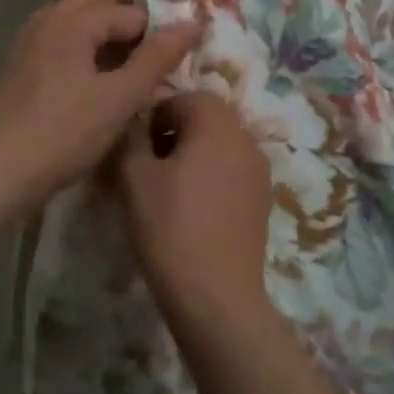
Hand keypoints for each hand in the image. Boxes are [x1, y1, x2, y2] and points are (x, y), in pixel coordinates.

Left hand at [0, 0, 199, 205]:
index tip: (170, 63)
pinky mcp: (18, 65)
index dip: (154, 34)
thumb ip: (156, 59)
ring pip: (74, 19)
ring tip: (123, 71)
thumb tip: (190, 24)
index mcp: (72, 21)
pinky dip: (80, 48)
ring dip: (101, 33)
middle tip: (148, 58)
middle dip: (125, 20)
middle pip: (95, 1)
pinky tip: (90, 83)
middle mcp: (47, 19)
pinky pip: (58, 40)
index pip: (127, 12)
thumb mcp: (119, 99)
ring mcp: (28, 41)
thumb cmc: (63, 133)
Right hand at [115, 91, 273, 332]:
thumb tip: (134, 119)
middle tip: (144, 170)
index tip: (133, 151)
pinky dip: (208, 180)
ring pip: (216, 147)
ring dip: (190, 158)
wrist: (216, 296)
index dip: (151, 118)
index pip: (180, 98)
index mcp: (217, 121)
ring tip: (164, 193)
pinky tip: (189, 213)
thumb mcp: (133, 175)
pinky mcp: (262, 201)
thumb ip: (131, 134)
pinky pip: (229, 173)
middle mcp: (245, 136)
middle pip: (202, 120)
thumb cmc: (170, 226)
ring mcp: (259, 170)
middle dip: (171, 136)